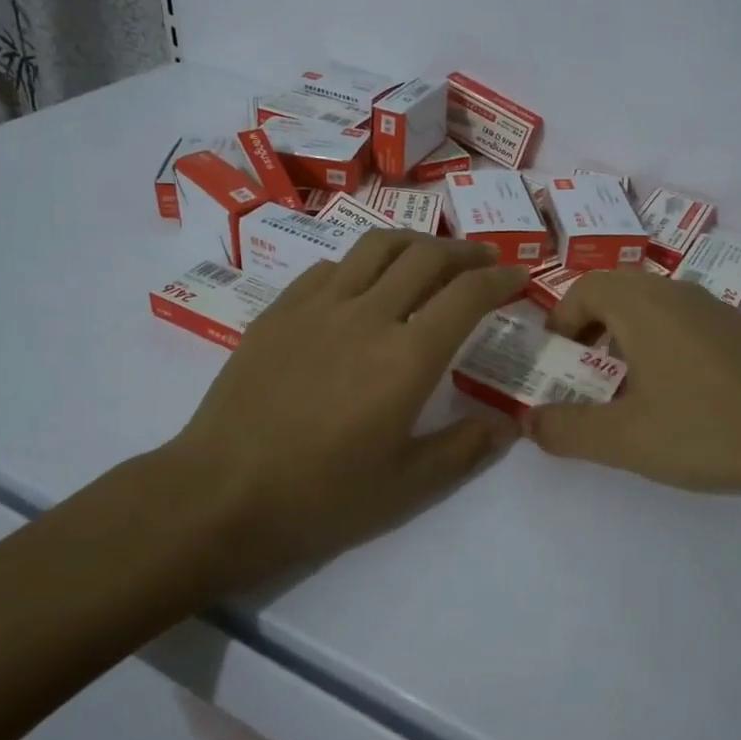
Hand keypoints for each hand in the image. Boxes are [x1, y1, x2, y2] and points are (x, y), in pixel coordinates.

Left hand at [164, 230, 527, 587]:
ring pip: (377, 246)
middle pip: (427, 256)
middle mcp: (368, 315)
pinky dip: (363, 266)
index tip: (519, 279)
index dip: (501, 280)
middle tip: (484, 262)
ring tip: (430, 257)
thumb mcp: (407, 486)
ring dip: (416, 243)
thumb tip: (508, 424)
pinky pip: (332, 267)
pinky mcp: (280, 309)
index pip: (467, 295)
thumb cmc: (321, 496)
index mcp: (407, 357)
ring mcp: (318, 305)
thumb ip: (465, 448)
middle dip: (466, 252)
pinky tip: (363, 287)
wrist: (221, 492)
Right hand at [523, 268, 740, 500]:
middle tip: (585, 369)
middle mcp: (677, 293)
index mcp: (643, 306)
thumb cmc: (705, 430)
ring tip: (628, 383)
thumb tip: (527, 421)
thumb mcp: (623, 439)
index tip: (559, 359)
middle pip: (618, 289)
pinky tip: (678, 390)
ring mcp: (715, 308)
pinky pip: (685, 318)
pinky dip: (662, 339)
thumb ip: (566, 430)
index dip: (562, 319)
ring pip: (653, 302)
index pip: (586, 288)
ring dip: (627, 331)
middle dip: (591, 324)